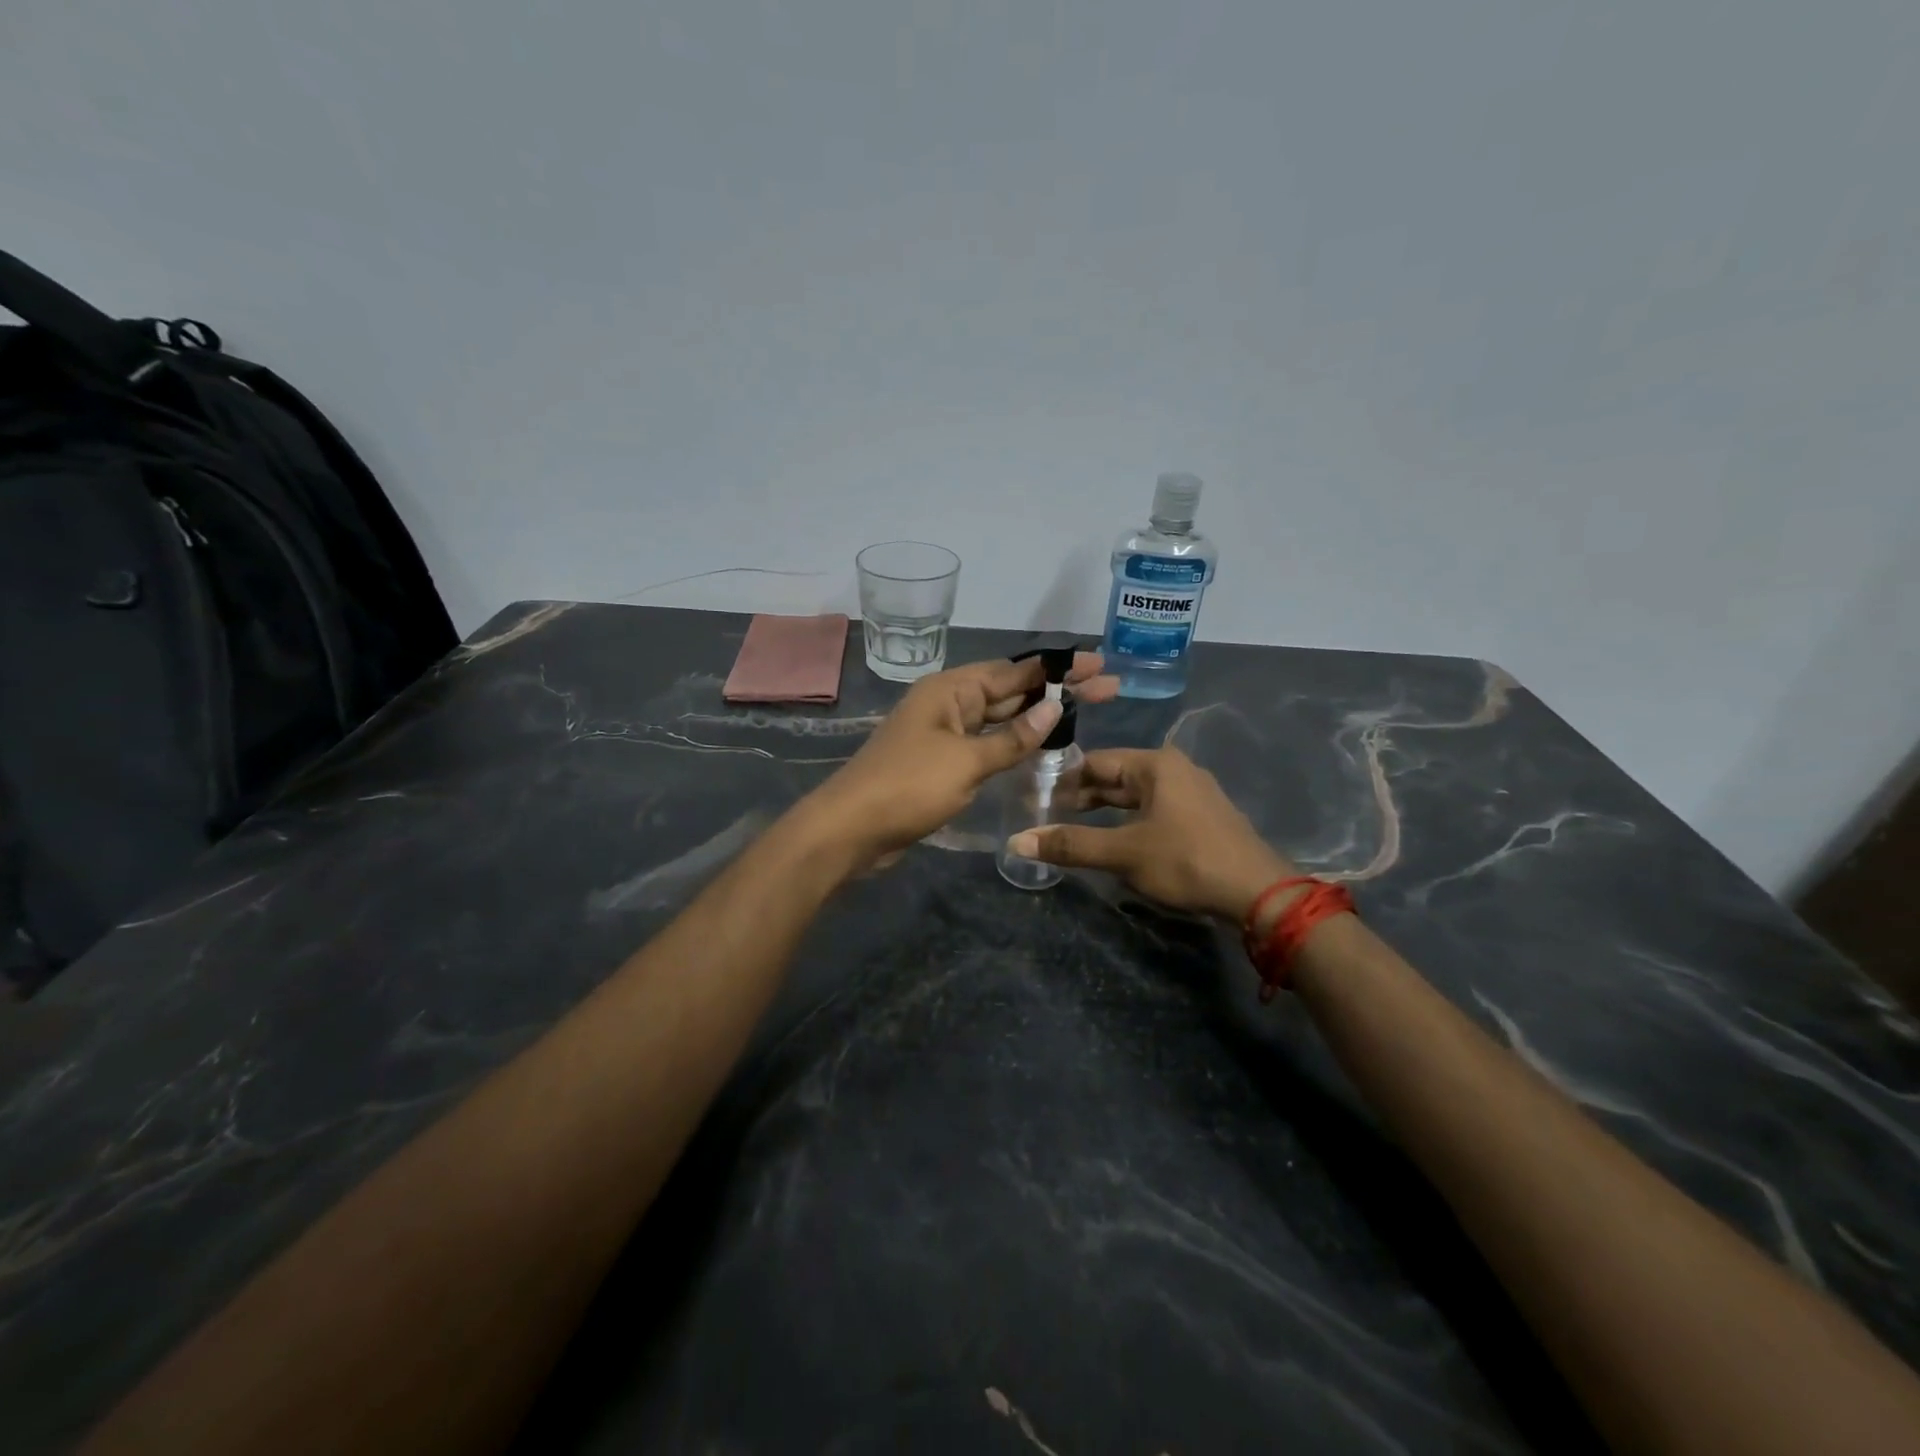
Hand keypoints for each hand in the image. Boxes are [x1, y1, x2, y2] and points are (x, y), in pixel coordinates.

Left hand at [804, 653, 1118, 869]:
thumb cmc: (909, 786)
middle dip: (1056, 690)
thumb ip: (1013, 738)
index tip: (1097, 665)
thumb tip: (1054, 707)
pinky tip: (1042, 747)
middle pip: (1010, 691)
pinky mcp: (942, 763)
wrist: (851, 829)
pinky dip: (1014, 744)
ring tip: (1085, 713)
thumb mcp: (966, 761)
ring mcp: (944, 734)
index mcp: (951, 690)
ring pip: (999, 719)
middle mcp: (948, 704)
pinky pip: (986, 744)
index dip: (1058, 669)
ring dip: (1037, 717)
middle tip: (1107, 688)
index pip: (1014, 671)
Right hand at [1006, 746, 1294, 921]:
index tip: (1039, 802)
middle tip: (1051, 818)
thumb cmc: (1186, 861)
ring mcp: (1192, 792)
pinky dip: (1130, 820)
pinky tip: (1117, 840)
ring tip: (1077, 830)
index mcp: (1155, 764)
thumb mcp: (1123, 853)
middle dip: (1084, 796)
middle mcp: (1175, 769)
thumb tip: (1016, 841)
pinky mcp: (1202, 817)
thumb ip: (1070, 845)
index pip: (1096, 761)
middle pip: (1116, 776)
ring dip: (1106, 810)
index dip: (1064, 781)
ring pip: (1136, 795)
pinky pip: (1155, 809)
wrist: (1258, 893)